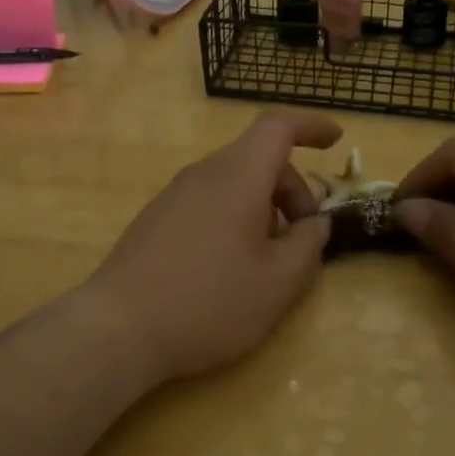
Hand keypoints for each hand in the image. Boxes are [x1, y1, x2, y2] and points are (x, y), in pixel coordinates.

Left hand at [86, 112, 339, 383]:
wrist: (118, 329)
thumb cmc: (209, 302)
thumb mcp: (278, 282)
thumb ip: (308, 246)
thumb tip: (316, 223)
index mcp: (237, 177)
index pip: (278, 127)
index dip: (311, 126)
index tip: (337, 141)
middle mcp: (203, 174)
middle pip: (258, 158)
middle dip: (292, 189)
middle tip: (303, 237)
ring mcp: (174, 195)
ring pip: (232, 182)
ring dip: (263, 207)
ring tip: (268, 259)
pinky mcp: (156, 219)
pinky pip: (208, 201)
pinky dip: (234, 217)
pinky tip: (229, 267)